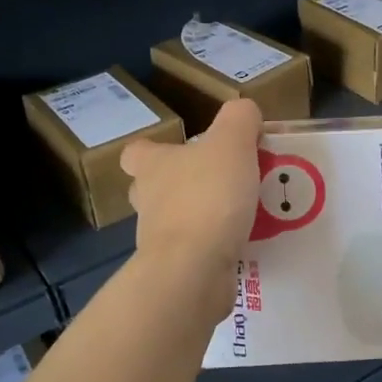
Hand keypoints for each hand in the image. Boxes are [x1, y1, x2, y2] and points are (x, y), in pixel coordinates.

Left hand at [121, 97, 263, 328]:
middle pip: (153, 189)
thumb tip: (244, 111)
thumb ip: (239, 119)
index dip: (155, 149)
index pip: (137, 152)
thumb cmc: (207, 198)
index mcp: (153, 166)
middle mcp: (148, 202)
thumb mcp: (232, 143)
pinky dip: (214, 248)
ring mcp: (159, 240)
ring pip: (175, 222)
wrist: (194, 269)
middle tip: (217, 183)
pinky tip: (244, 244)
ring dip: (200, 218)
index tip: (184, 150)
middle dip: (179, 186)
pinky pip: (195, 253)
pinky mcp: (176, 270)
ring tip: (240, 215)